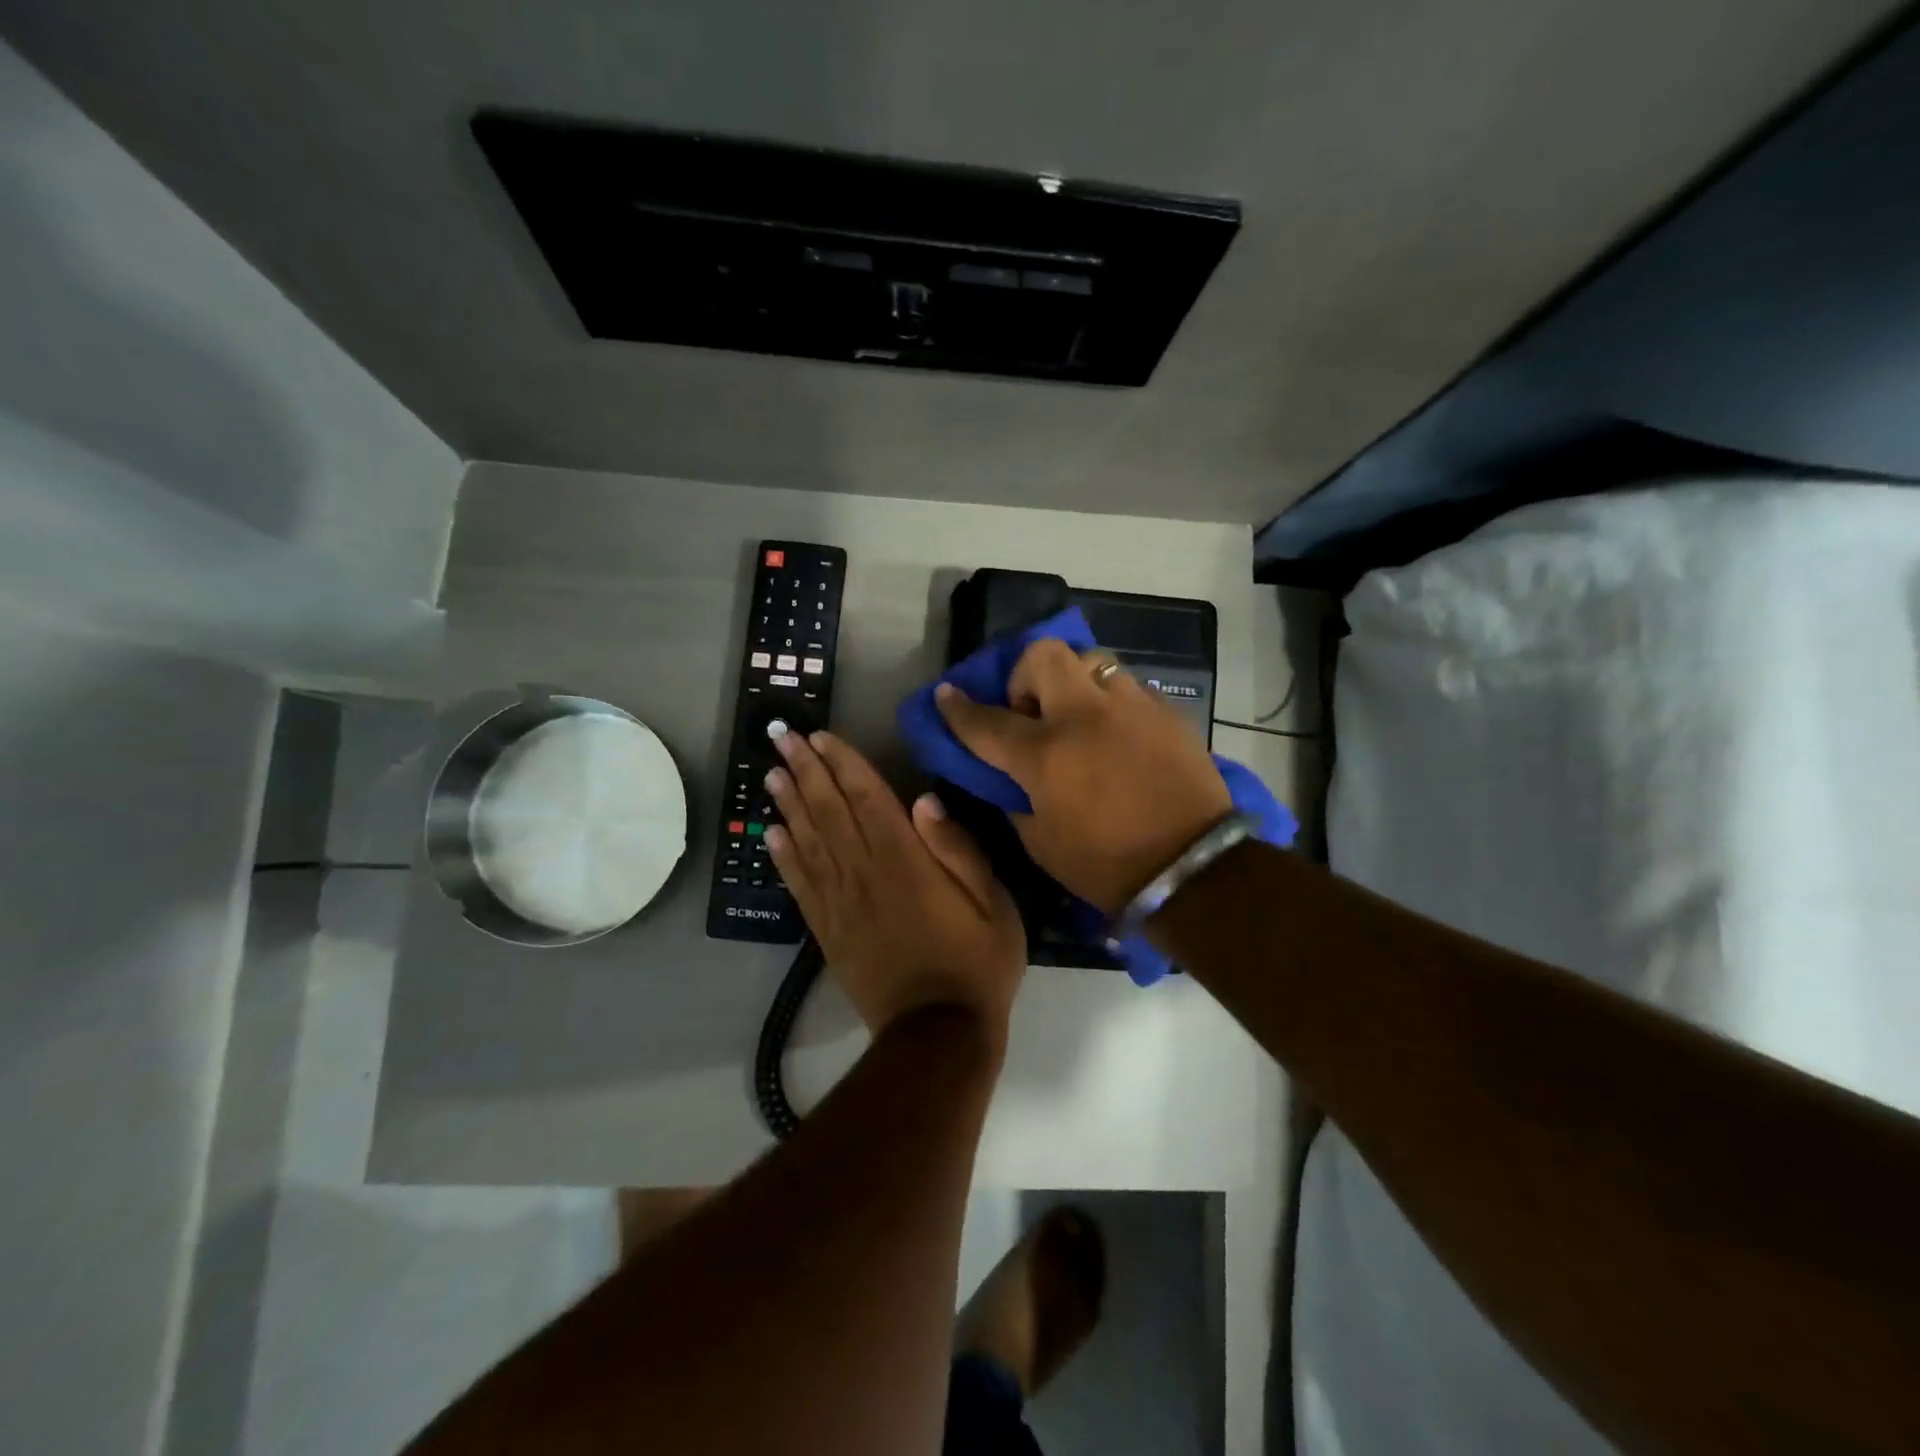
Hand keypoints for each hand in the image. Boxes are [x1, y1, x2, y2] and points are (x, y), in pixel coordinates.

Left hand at [764, 729, 1025, 1047]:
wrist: (938, 1034)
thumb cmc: (977, 963)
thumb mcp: (993, 903)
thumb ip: (959, 849)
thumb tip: (925, 800)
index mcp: (906, 861)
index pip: (868, 798)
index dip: (844, 764)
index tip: (821, 736)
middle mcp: (865, 873)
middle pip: (830, 811)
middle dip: (806, 771)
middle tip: (781, 739)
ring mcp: (841, 904)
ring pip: (809, 842)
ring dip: (788, 805)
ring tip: (770, 774)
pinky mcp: (828, 932)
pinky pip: (800, 886)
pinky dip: (784, 857)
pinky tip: (770, 834)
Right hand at [933, 641, 1231, 916]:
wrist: (1193, 869)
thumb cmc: (1106, 865)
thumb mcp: (1041, 843)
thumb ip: (1015, 800)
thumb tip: (1007, 777)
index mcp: (1045, 754)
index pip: (987, 720)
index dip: (958, 707)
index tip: (947, 694)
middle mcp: (1084, 716)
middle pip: (1042, 655)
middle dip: (1024, 674)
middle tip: (1031, 709)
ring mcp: (1130, 706)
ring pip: (1091, 660)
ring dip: (1073, 681)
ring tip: (1079, 715)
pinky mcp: (1166, 711)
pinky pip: (1128, 687)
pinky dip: (1111, 702)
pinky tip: (1118, 733)